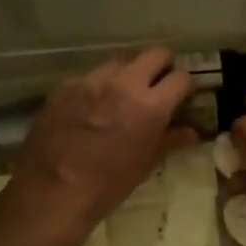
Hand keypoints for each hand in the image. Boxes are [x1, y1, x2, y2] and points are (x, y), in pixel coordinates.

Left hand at [9, 47, 197, 237]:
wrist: (53, 192)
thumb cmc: (108, 185)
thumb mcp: (146, 164)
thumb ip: (171, 140)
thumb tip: (192, 131)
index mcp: (150, 105)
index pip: (181, 77)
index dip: (185, 84)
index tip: (183, 94)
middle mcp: (124, 83)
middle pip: (155, 53)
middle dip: (162, 66)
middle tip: (158, 86)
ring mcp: (91, 80)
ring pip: (120, 61)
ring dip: (128, 73)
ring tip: (122, 95)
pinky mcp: (65, 85)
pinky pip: (89, 77)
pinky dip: (97, 87)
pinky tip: (90, 109)